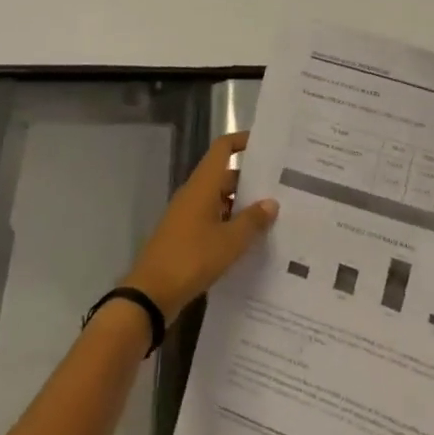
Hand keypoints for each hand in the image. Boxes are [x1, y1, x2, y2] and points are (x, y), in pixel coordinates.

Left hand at [122, 132, 278, 324]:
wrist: (151, 293)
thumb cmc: (191, 258)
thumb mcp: (229, 242)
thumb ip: (252, 221)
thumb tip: (271, 202)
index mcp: (202, 185)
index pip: (223, 149)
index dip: (243, 141)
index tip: (267, 145)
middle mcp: (194, 194)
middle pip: (224, 175)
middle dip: (251, 180)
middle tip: (282, 187)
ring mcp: (188, 215)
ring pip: (220, 199)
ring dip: (242, 205)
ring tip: (273, 216)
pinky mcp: (185, 235)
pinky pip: (213, 219)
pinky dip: (230, 224)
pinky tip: (250, 241)